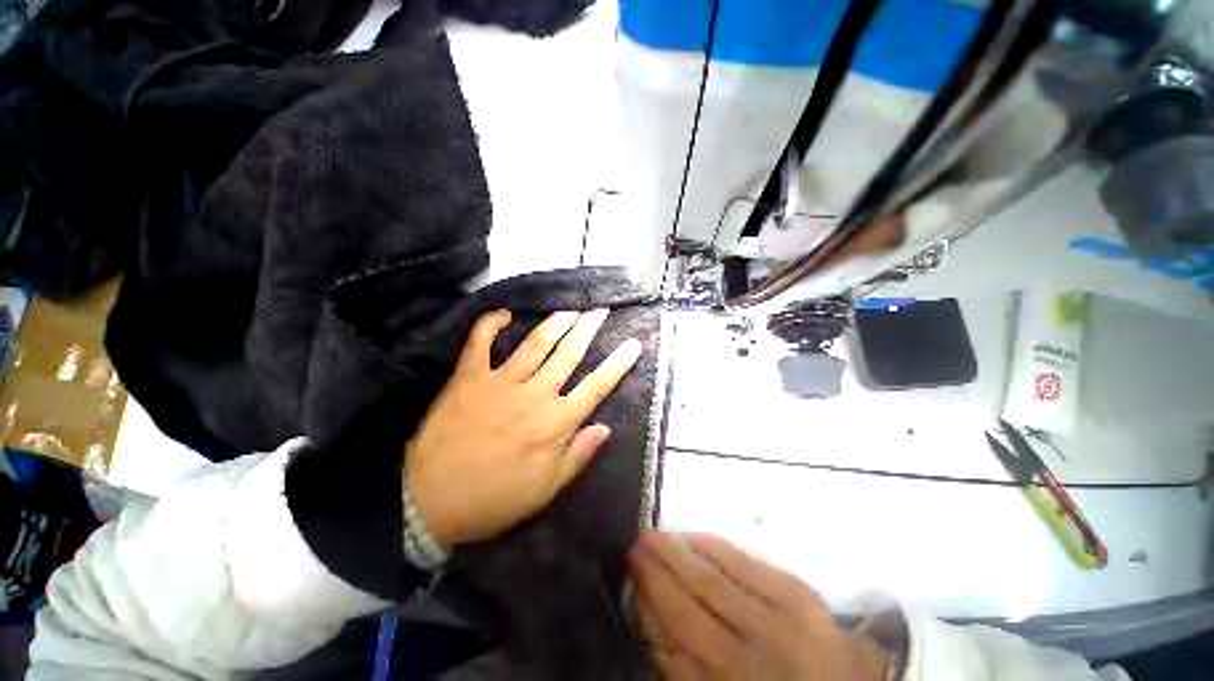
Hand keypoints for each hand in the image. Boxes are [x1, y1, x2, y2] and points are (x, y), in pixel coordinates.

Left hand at [406, 309, 641, 548]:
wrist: (430, 501)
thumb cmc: (495, 499)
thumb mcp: (546, 489)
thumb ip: (578, 456)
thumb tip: (606, 428)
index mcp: (555, 423)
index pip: (596, 386)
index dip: (618, 364)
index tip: (633, 344)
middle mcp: (534, 395)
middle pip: (568, 354)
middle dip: (588, 329)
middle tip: (600, 309)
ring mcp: (500, 382)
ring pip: (535, 343)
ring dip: (556, 322)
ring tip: (571, 308)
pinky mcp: (468, 378)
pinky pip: (479, 343)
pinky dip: (489, 325)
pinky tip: (503, 314)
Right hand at [629, 533, 890, 679]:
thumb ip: (690, 671)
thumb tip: (655, 628)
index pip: (671, 648)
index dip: (647, 608)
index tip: (629, 578)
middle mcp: (748, 662)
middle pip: (687, 610)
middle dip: (655, 575)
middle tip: (633, 545)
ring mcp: (779, 627)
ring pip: (711, 583)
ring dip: (677, 556)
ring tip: (653, 536)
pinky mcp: (801, 600)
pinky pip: (747, 566)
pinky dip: (717, 549)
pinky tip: (696, 537)